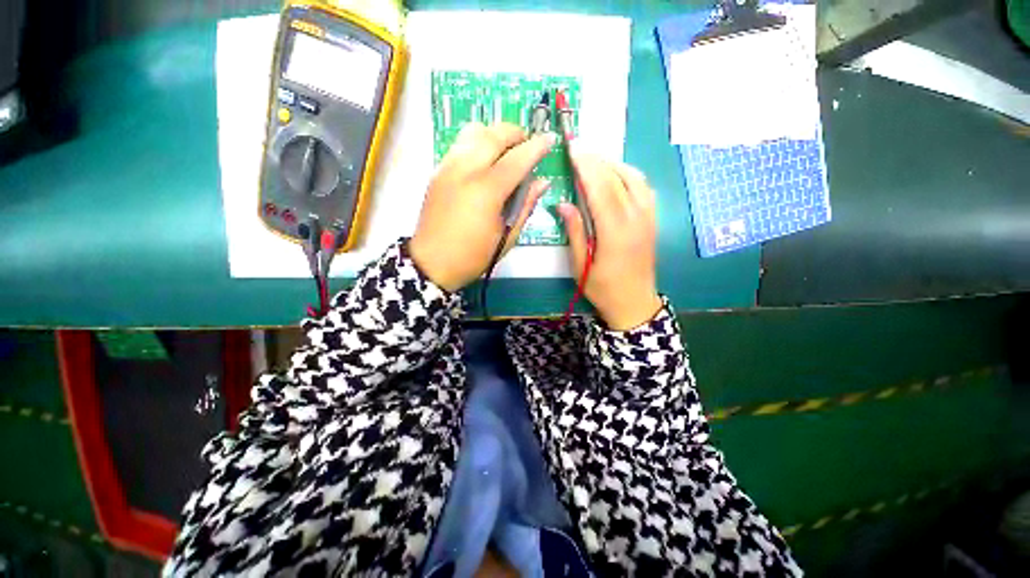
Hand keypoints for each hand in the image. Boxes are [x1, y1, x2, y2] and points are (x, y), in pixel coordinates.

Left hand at [409, 123, 554, 291]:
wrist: (432, 263)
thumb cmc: (473, 256)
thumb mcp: (507, 237)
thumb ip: (525, 206)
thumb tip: (542, 182)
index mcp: (486, 191)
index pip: (517, 159)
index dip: (537, 147)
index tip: (550, 138)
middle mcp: (465, 171)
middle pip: (493, 135)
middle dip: (515, 132)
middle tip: (527, 142)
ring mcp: (448, 167)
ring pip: (473, 132)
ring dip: (494, 133)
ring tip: (505, 148)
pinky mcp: (437, 171)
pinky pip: (460, 144)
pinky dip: (477, 142)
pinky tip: (484, 159)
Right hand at [559, 150, 661, 330]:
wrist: (635, 304)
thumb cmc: (603, 290)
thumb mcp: (581, 266)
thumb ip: (575, 232)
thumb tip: (563, 203)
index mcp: (616, 233)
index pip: (601, 190)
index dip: (587, 167)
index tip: (573, 148)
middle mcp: (637, 220)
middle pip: (618, 179)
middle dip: (597, 160)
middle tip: (578, 147)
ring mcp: (649, 218)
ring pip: (635, 178)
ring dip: (613, 164)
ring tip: (593, 160)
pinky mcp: (652, 220)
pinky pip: (643, 187)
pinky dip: (627, 174)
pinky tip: (614, 175)